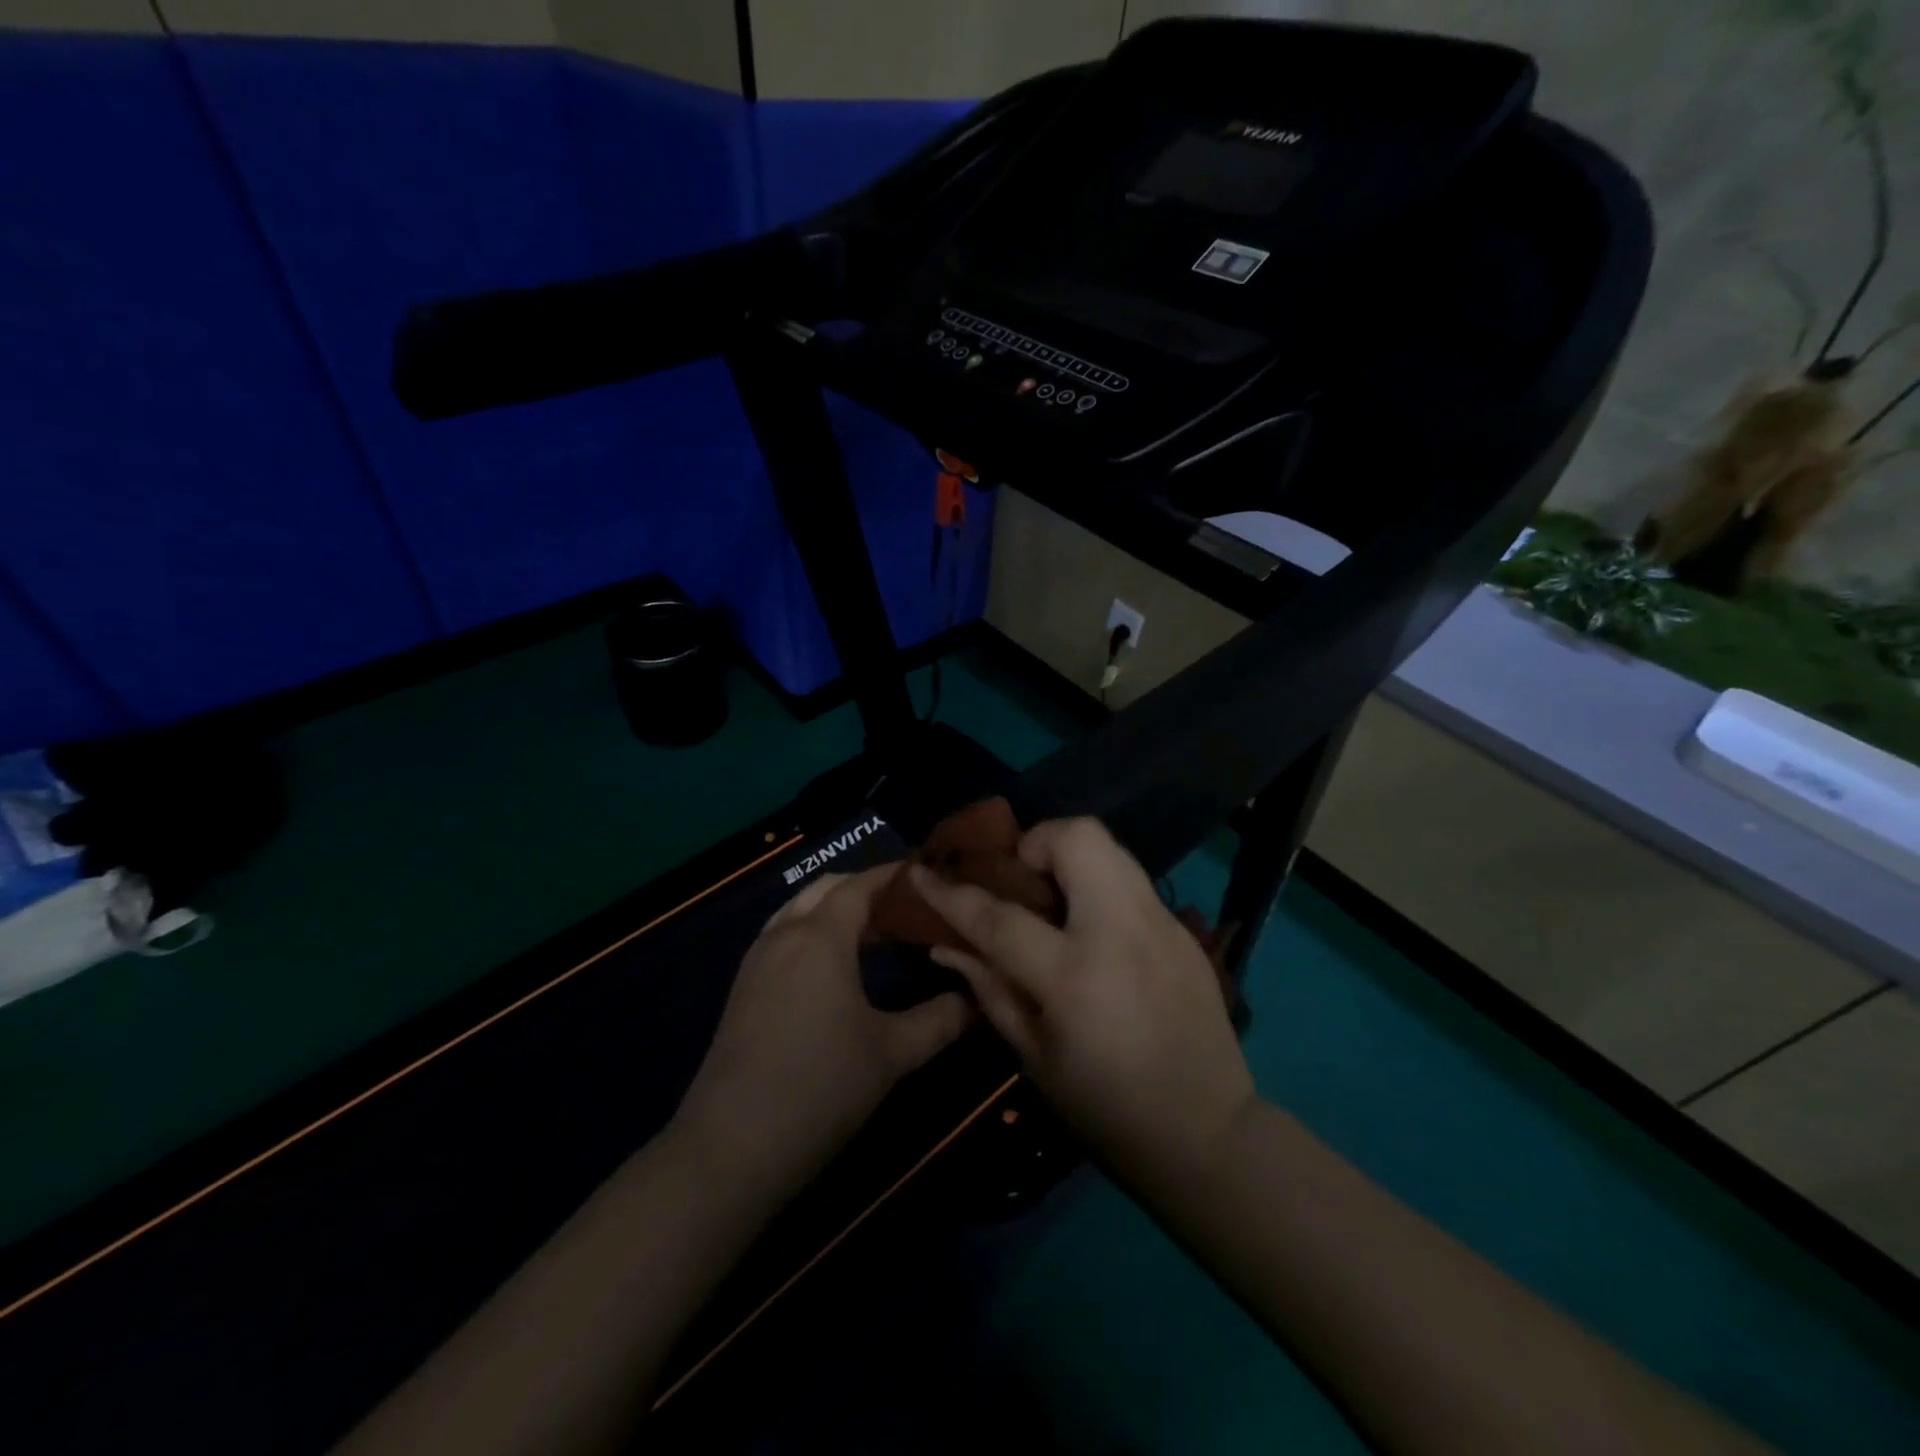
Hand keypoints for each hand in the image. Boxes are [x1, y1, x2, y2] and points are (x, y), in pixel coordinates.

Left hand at [673, 866, 973, 1197]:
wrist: (731, 1147)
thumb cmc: (820, 1087)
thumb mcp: (892, 1053)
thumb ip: (942, 1020)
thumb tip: (979, 998)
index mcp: (820, 936)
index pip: (861, 885)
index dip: (894, 876)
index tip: (929, 876)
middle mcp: (785, 934)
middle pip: (827, 889)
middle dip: (867, 889)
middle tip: (909, 909)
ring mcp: (757, 960)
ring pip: (800, 910)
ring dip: (836, 910)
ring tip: (877, 934)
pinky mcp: (744, 988)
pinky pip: (783, 936)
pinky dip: (813, 932)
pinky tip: (836, 968)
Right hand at [910, 818, 1254, 1188]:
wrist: (1209, 1135)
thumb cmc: (1107, 1110)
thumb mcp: (1035, 1058)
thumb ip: (990, 990)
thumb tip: (946, 944)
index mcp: (1075, 976)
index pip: (1000, 916)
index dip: (952, 893)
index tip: (923, 872)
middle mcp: (1122, 932)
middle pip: (1078, 838)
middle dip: (1037, 842)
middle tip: (1021, 880)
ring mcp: (1162, 924)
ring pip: (1111, 847)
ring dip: (1071, 857)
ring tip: (1054, 899)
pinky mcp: (1184, 931)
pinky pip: (1132, 882)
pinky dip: (1100, 887)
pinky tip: (1094, 931)